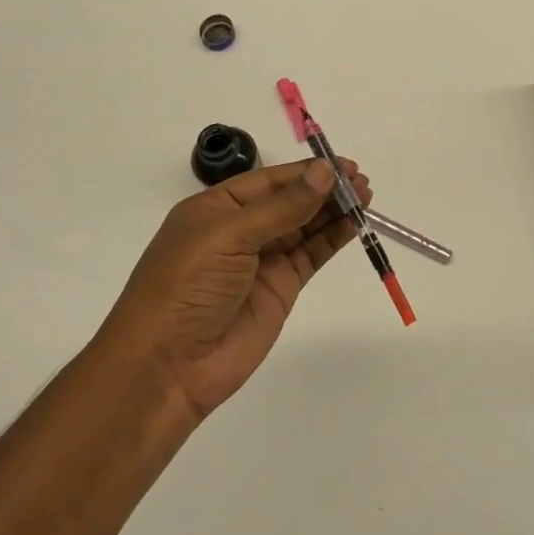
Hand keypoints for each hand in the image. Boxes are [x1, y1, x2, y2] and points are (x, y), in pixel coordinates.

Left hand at [98, 159, 370, 421]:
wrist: (167, 369)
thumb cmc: (186, 288)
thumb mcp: (229, 237)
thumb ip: (282, 207)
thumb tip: (325, 172)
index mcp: (217, 208)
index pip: (270, 180)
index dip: (307, 171)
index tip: (343, 165)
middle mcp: (241, 230)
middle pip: (291, 200)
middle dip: (325, 189)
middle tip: (362, 182)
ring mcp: (262, 260)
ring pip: (305, 225)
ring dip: (334, 210)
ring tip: (366, 197)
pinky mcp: (280, 288)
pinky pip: (312, 254)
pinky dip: (333, 238)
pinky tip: (354, 223)